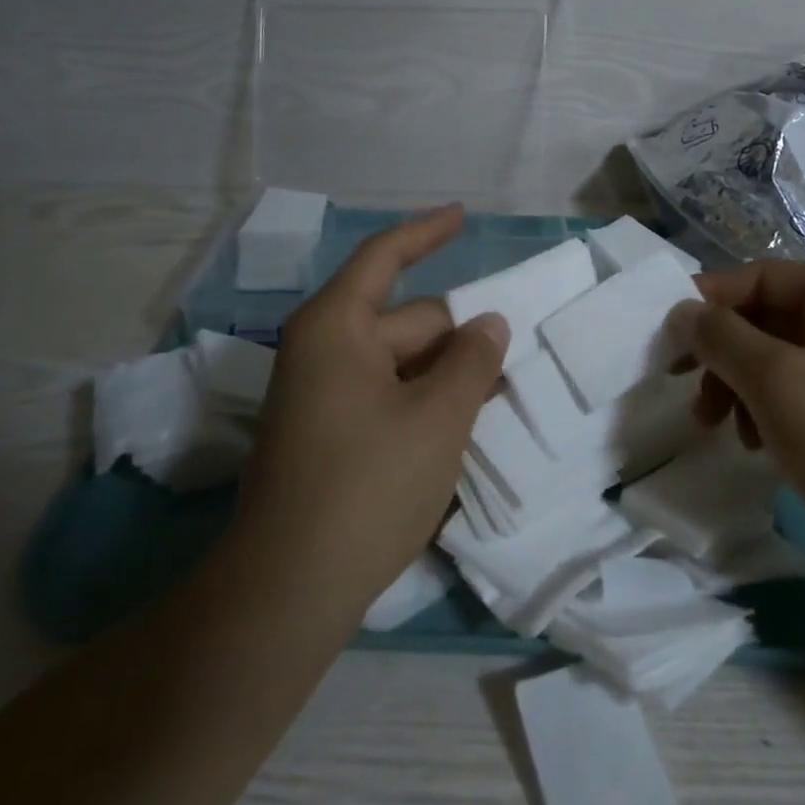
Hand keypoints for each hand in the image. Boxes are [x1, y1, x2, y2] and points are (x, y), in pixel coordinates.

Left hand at [232, 205, 508, 618]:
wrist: (289, 590)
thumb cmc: (367, 485)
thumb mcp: (438, 418)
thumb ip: (472, 362)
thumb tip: (489, 324)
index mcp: (337, 327)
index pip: (385, 257)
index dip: (426, 232)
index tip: (462, 215)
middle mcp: (324, 351)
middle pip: (406, 321)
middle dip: (459, 335)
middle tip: (515, 355)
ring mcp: (322, 396)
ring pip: (401, 365)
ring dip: (447, 375)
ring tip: (501, 392)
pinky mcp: (327, 436)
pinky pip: (386, 397)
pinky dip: (424, 403)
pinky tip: (463, 427)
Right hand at [670, 261, 804, 560]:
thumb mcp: (776, 380)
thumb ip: (720, 337)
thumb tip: (681, 311)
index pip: (761, 276)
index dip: (709, 299)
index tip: (666, 335)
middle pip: (767, 319)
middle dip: (722, 352)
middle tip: (683, 384)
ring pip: (778, 362)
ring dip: (738, 386)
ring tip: (716, 425)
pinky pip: (800, 398)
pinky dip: (767, 413)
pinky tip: (755, 446)